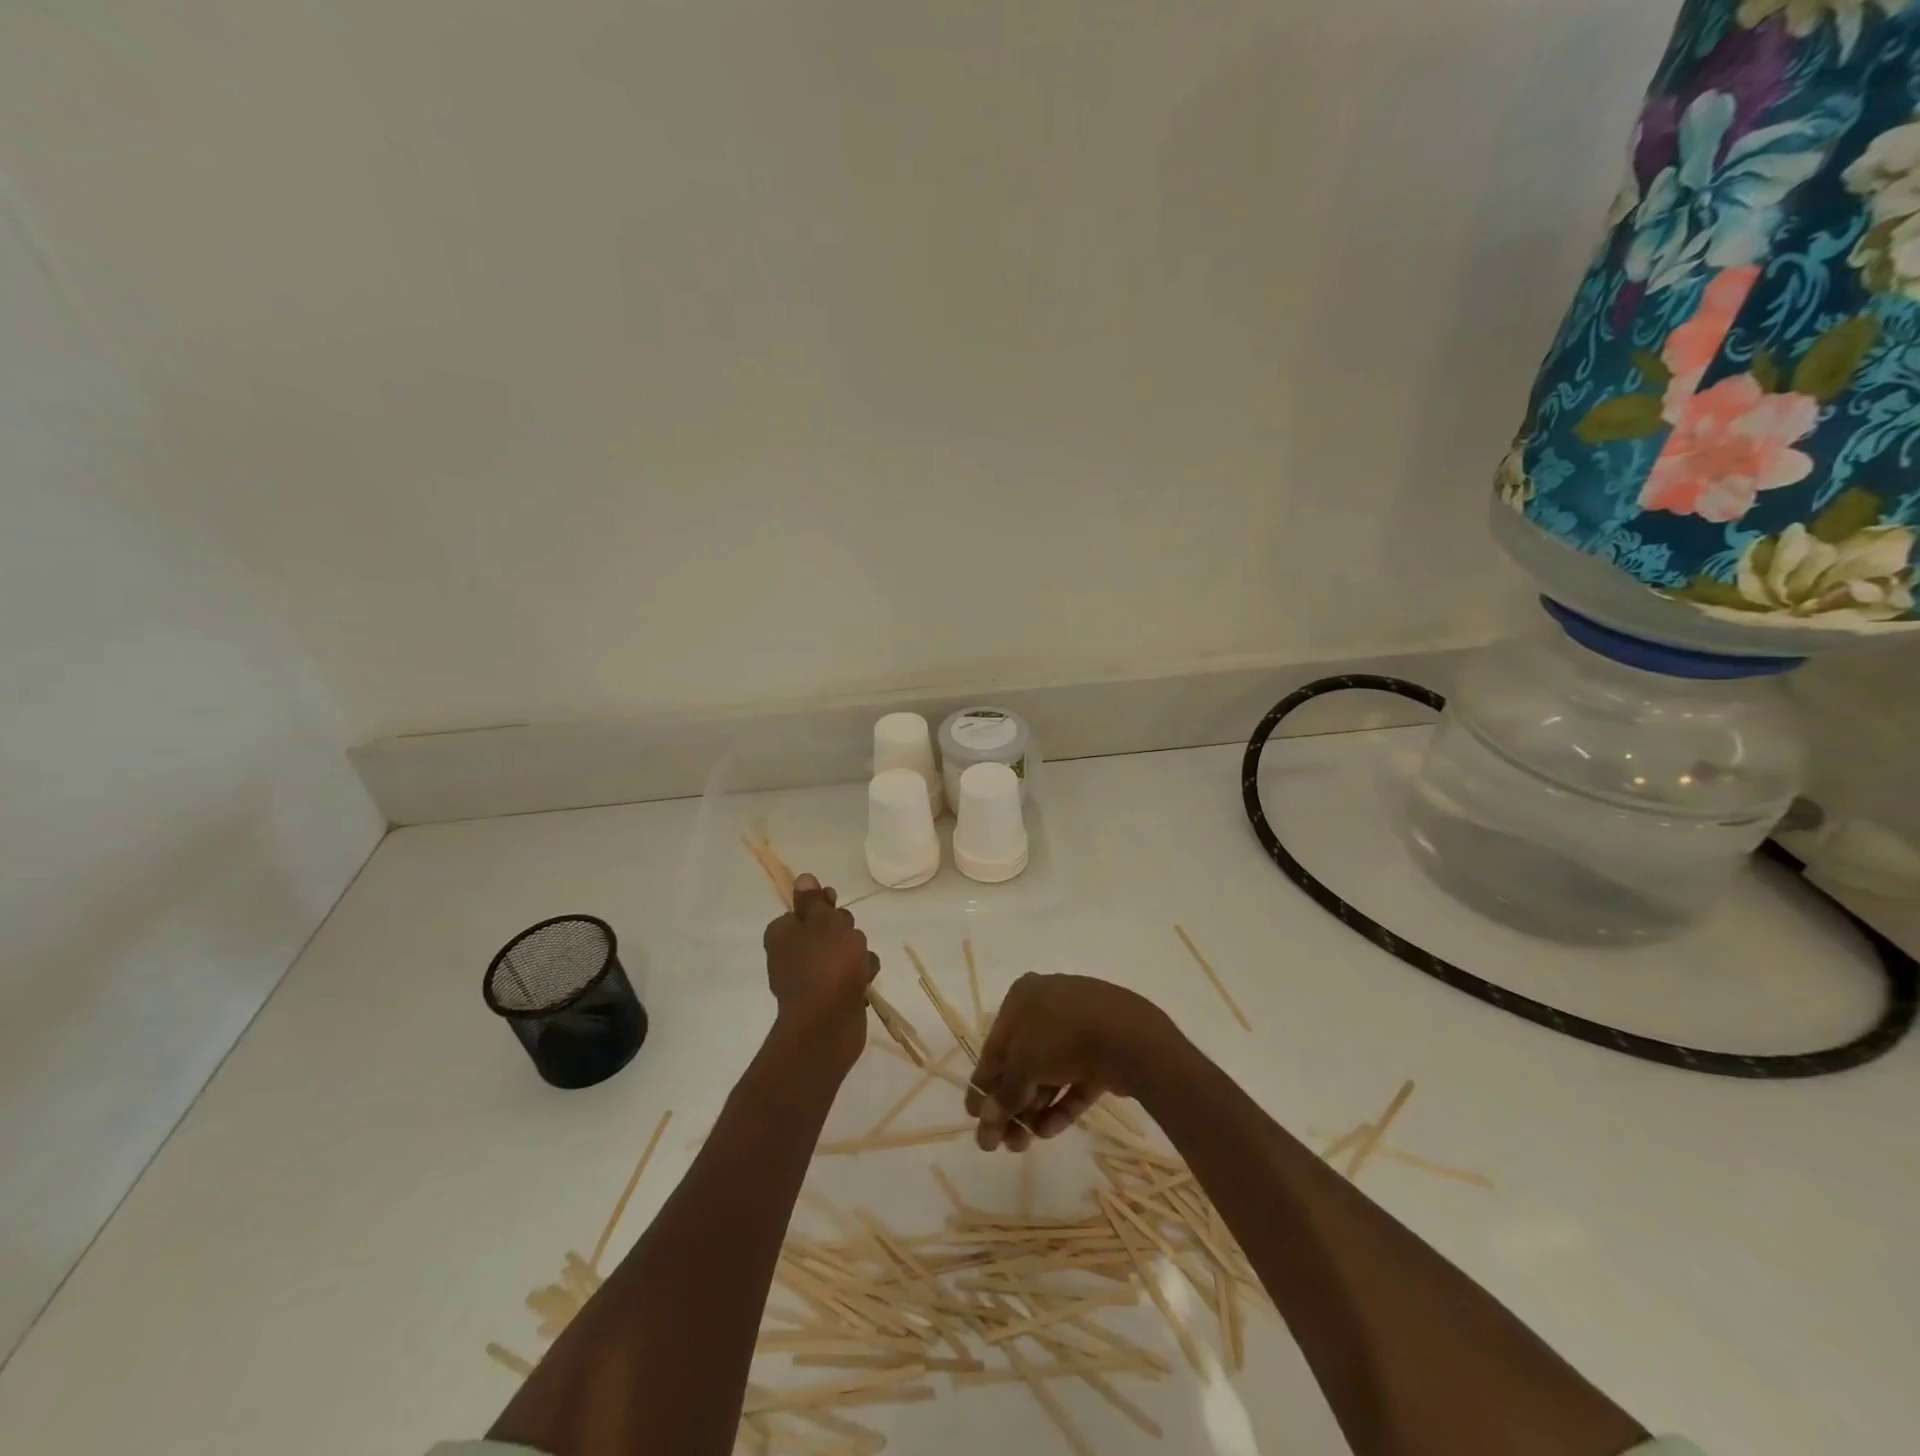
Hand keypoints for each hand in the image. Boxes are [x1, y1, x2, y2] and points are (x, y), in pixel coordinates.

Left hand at [762, 874, 878, 1064]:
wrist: (828, 1023)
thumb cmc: (826, 963)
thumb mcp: (823, 921)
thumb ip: (814, 901)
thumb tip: (802, 879)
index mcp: (782, 932)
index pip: (804, 909)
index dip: (823, 905)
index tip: (836, 903)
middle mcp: (790, 954)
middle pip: (825, 930)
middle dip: (845, 931)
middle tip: (849, 939)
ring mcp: (808, 979)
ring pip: (841, 953)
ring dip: (857, 954)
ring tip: (861, 965)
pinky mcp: (826, 999)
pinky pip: (847, 977)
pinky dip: (858, 977)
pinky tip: (864, 983)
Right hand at [965, 974, 1174, 1151]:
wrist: (1128, 1035)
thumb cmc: (1061, 1036)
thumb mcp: (1022, 1064)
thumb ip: (1003, 1095)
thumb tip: (986, 1121)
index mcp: (1022, 997)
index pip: (995, 1045)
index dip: (983, 1083)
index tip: (973, 1117)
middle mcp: (1048, 1007)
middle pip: (1022, 1062)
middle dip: (1009, 1104)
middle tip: (997, 1143)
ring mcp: (1079, 1028)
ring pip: (1048, 1073)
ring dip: (1031, 1110)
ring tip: (1020, 1147)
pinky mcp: (1102, 1052)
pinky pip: (1074, 1080)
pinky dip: (1060, 1105)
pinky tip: (1047, 1133)